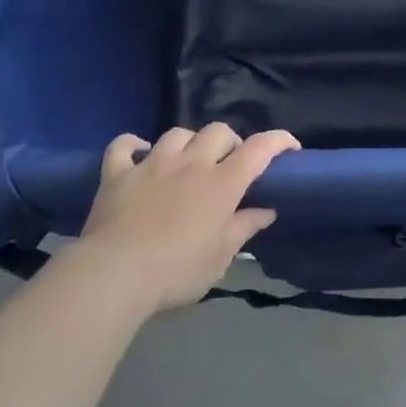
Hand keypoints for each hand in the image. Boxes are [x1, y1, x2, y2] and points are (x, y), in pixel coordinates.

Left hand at [76, 124, 299, 314]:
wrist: (114, 275)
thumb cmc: (176, 272)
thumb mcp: (220, 258)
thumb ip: (244, 228)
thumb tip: (266, 210)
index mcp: (221, 184)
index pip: (259, 149)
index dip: (278, 141)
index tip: (290, 148)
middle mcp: (190, 164)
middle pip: (218, 131)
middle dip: (231, 142)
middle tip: (229, 166)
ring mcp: (151, 164)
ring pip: (177, 133)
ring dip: (189, 143)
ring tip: (188, 162)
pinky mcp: (117, 174)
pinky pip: (124, 145)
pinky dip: (133, 146)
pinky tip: (139, 155)